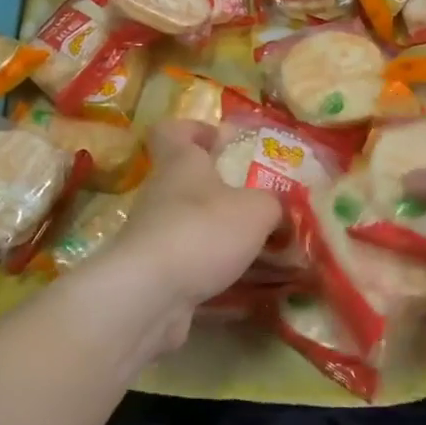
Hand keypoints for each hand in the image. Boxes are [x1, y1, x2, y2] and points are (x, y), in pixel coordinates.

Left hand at [98, 121, 280, 353]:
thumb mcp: (257, 209)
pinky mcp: (153, 275)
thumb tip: (277, 209)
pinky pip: (189, 266)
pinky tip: (244, 287)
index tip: (221, 141)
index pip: (172, 131)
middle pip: (186, 182)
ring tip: (259, 251)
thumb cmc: (203, 230)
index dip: (195, 130)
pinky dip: (213, 274)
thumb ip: (273, 204)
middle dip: (221, 193)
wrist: (148, 294)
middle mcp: (161, 194)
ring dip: (219, 236)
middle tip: (258, 205)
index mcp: (180, 163)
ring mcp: (153, 236)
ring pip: (190, 226)